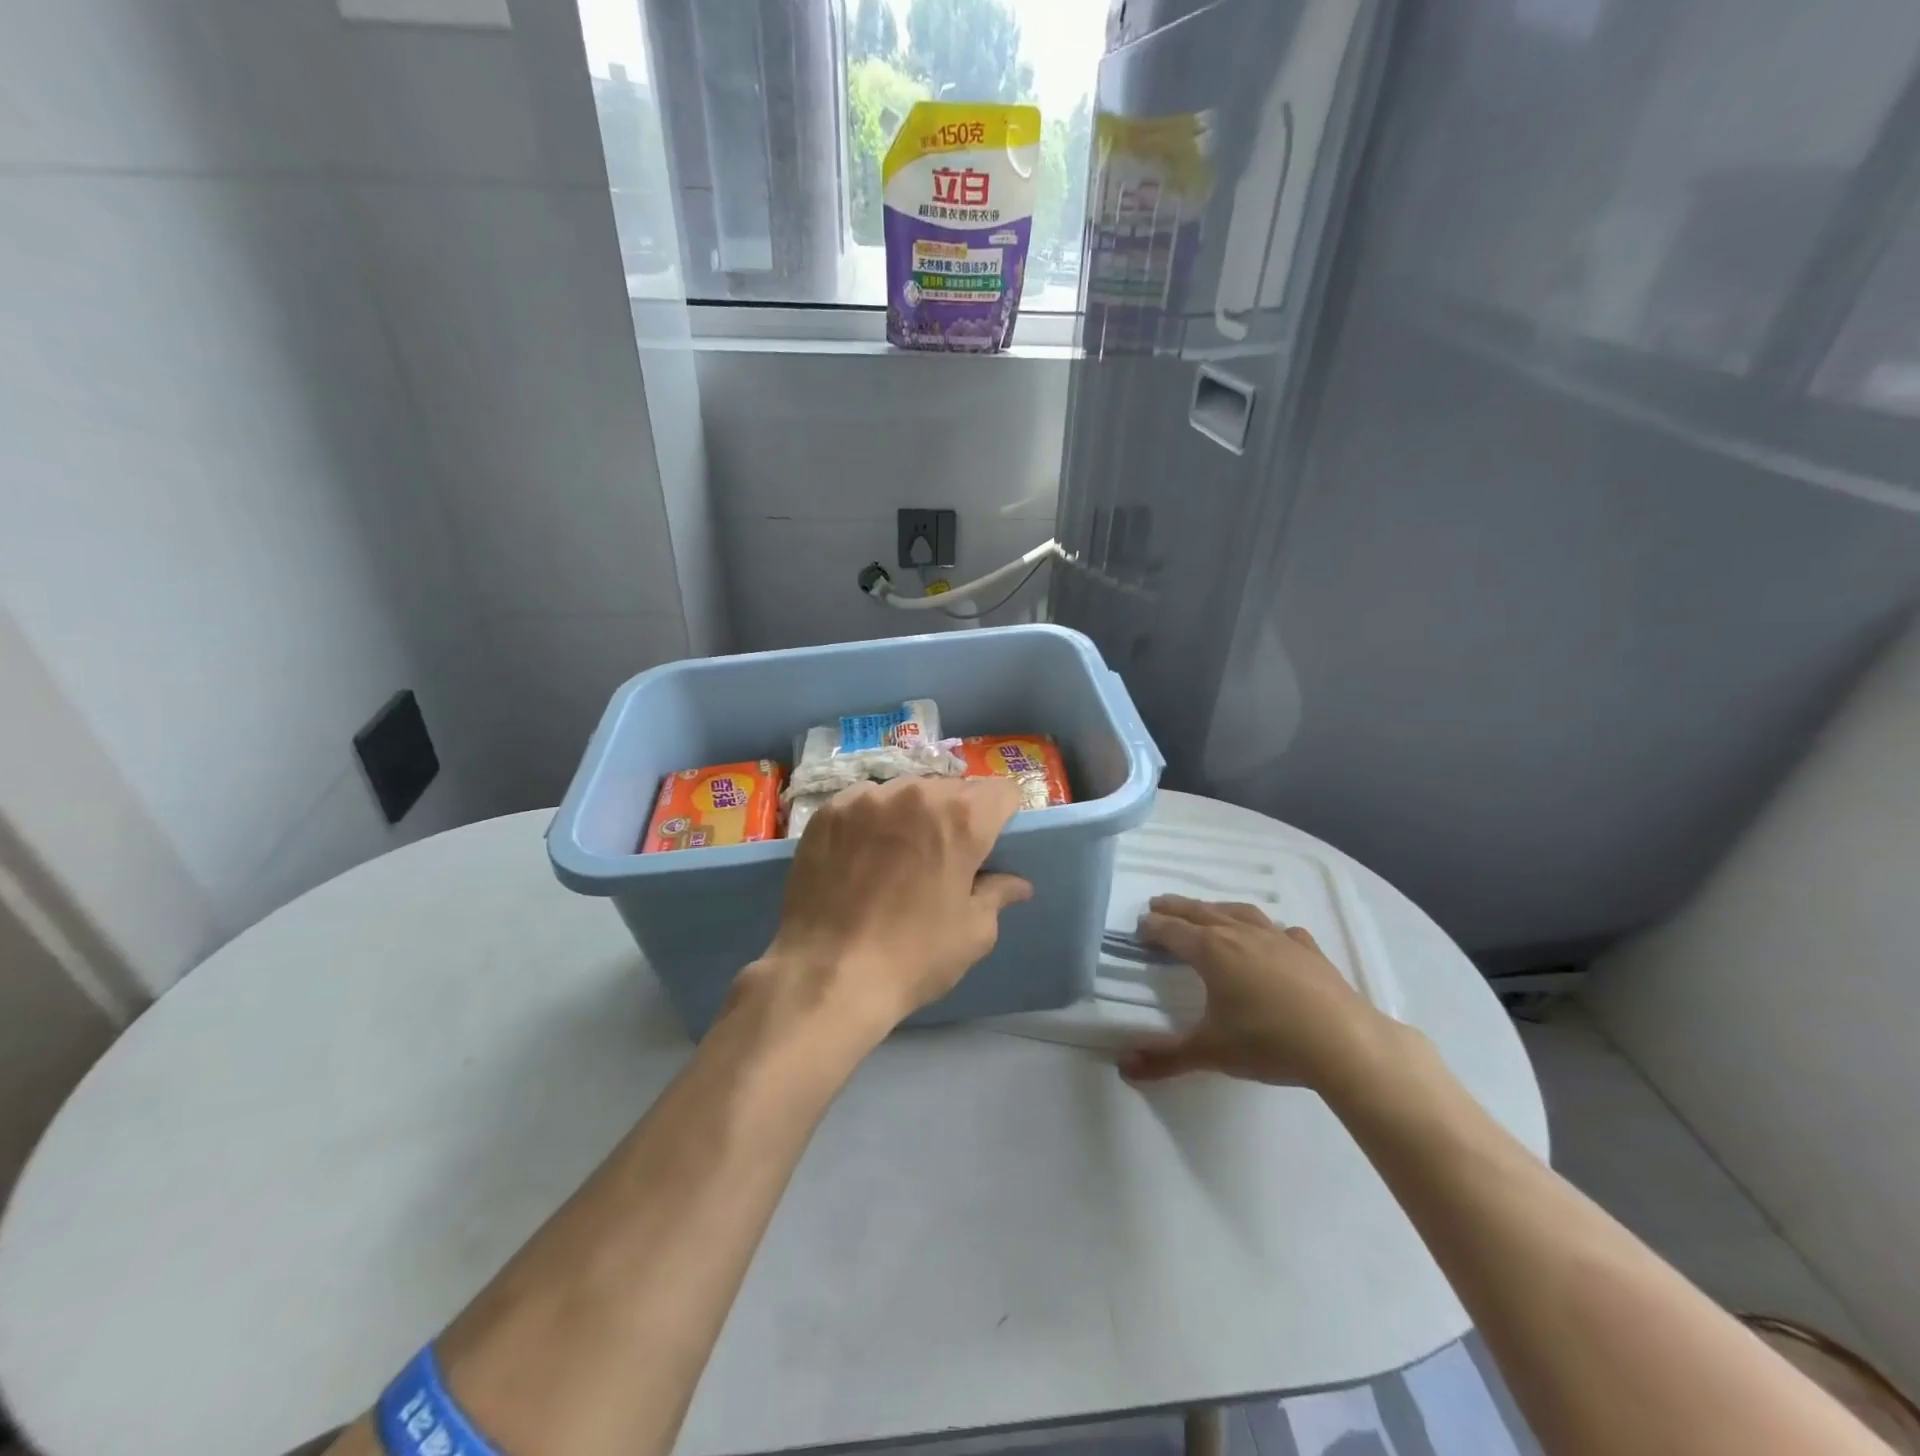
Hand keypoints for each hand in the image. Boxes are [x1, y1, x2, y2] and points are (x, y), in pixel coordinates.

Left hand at [749, 776, 1032, 1033]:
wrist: (827, 974)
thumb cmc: (913, 956)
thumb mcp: (973, 933)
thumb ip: (997, 894)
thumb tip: (1017, 884)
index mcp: (962, 818)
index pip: (1001, 791)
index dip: (1002, 814)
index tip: (992, 839)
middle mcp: (916, 793)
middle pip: (951, 789)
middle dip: (956, 814)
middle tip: (945, 854)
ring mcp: (867, 797)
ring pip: (905, 791)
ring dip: (913, 812)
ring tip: (899, 851)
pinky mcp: (829, 810)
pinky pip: (864, 801)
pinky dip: (872, 819)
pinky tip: (861, 853)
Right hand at [1117, 895, 1393, 1091]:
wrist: (1344, 1043)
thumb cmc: (1269, 1042)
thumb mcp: (1211, 1053)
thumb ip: (1165, 1058)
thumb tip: (1122, 1066)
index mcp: (1211, 951)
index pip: (1172, 931)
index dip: (1153, 927)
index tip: (1139, 925)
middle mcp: (1240, 934)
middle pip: (1201, 912)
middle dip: (1176, 907)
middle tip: (1158, 903)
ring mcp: (1278, 938)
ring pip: (1239, 913)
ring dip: (1217, 909)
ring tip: (1207, 910)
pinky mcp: (1308, 951)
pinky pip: (1281, 931)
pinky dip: (1268, 929)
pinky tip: (1273, 937)